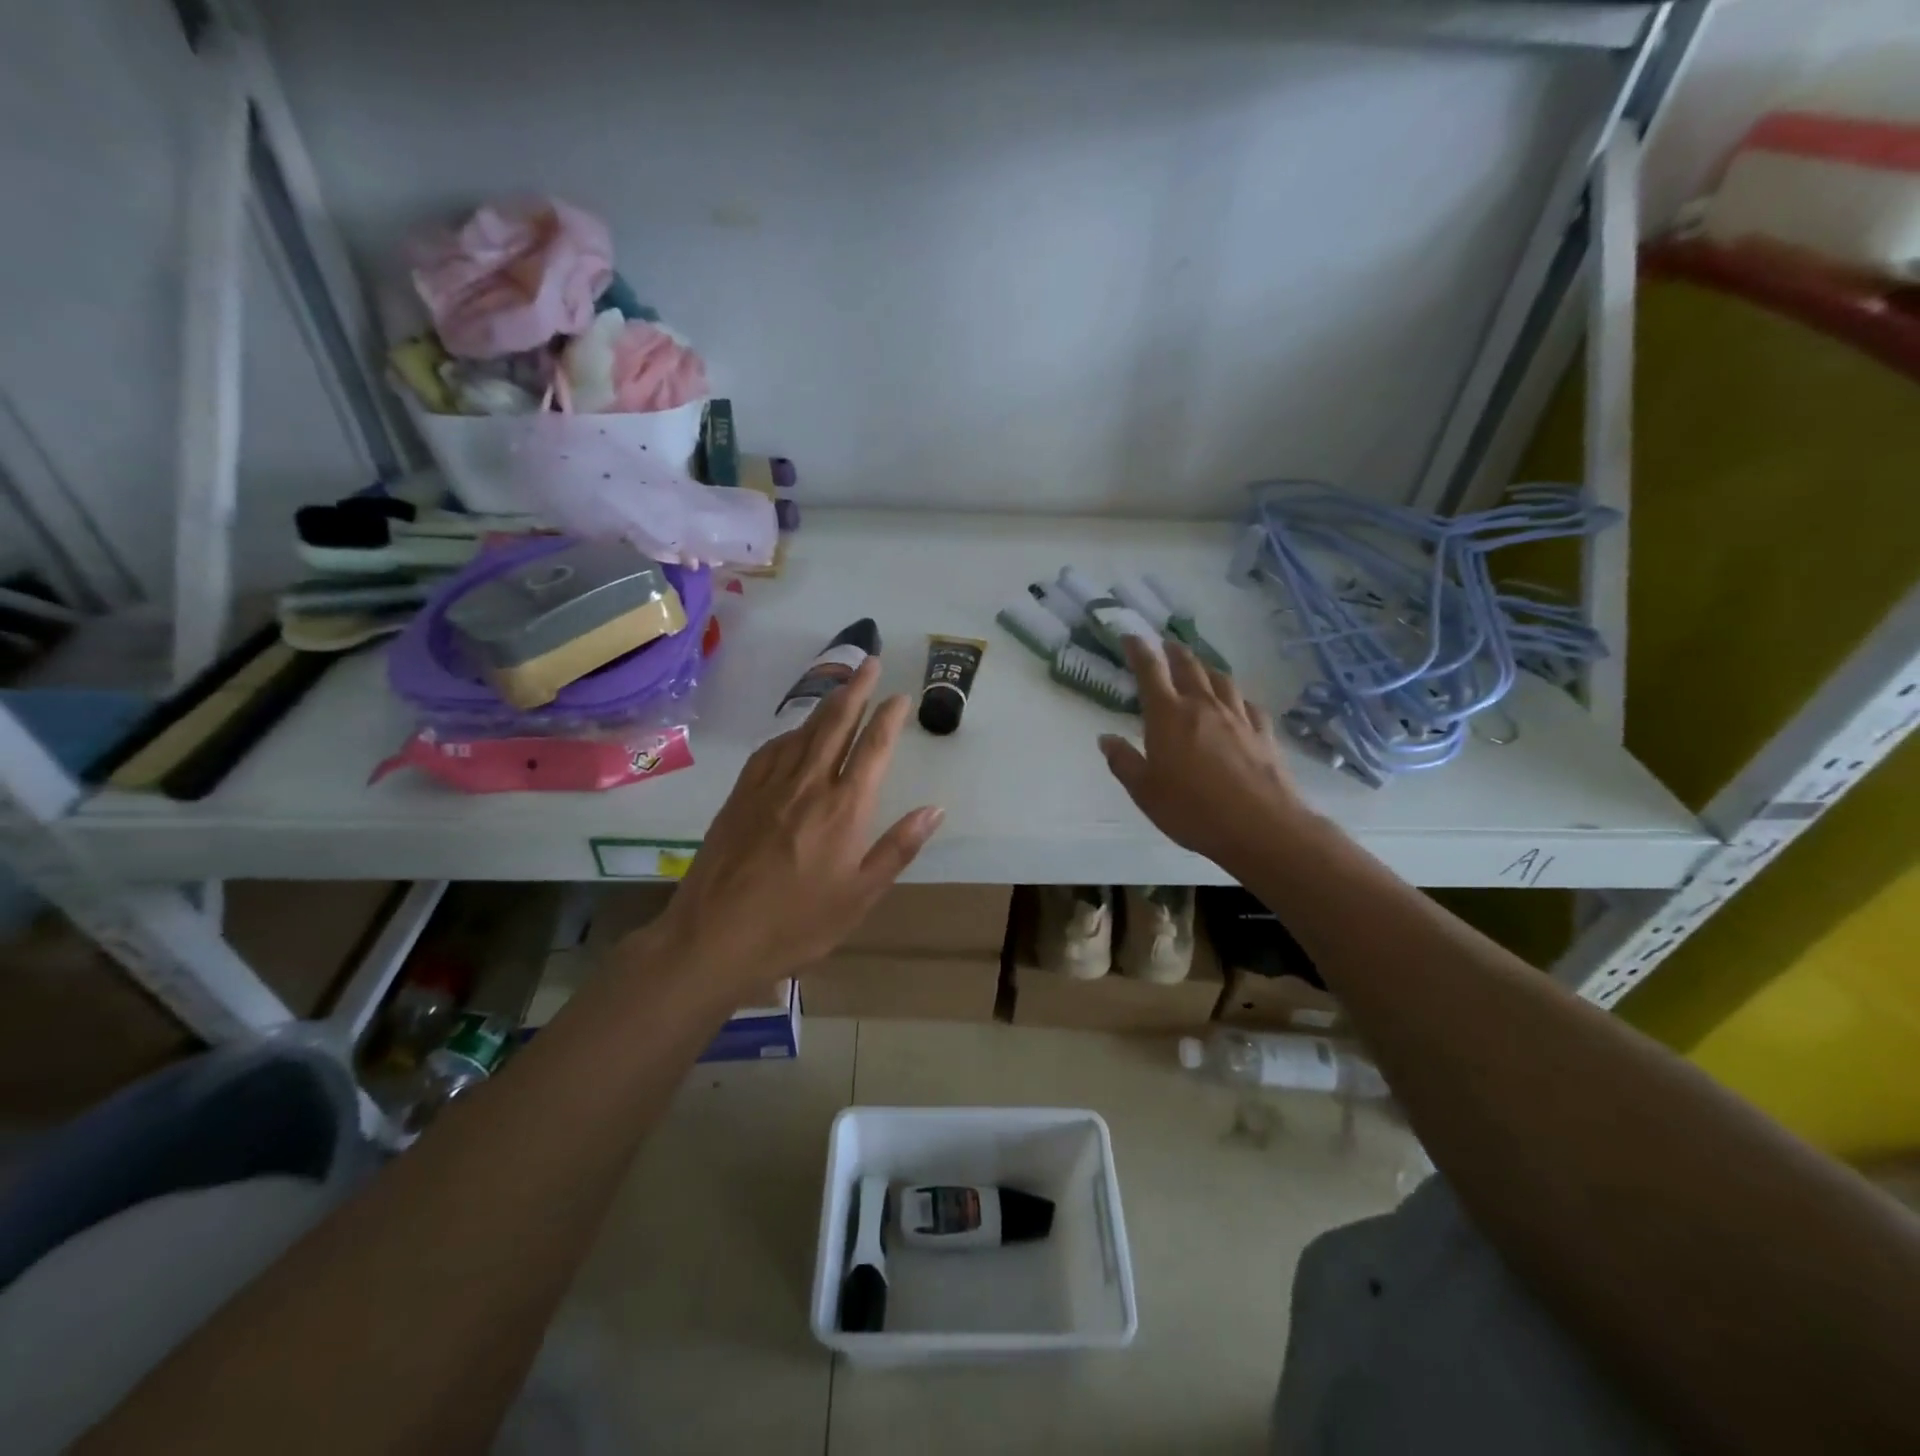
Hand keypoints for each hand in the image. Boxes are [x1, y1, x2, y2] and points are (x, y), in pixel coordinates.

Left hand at [639, 657, 943, 995]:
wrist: (713, 937)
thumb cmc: (797, 924)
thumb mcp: (860, 896)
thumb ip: (898, 848)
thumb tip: (934, 809)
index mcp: (844, 808)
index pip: (873, 748)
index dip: (889, 717)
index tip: (899, 695)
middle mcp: (808, 784)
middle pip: (836, 723)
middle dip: (857, 689)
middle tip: (871, 662)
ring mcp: (769, 786)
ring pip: (803, 731)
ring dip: (826, 704)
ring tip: (842, 687)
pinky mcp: (740, 795)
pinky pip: (771, 750)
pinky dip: (791, 733)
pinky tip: (795, 735)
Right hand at [1099, 638, 1309, 871]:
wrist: (1260, 826)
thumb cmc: (1192, 809)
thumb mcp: (1145, 791)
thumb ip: (1124, 762)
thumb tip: (1106, 738)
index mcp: (1168, 716)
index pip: (1150, 671)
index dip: (1138, 650)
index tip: (1130, 637)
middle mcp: (1203, 706)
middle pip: (1189, 667)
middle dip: (1175, 652)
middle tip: (1167, 645)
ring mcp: (1238, 718)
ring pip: (1222, 680)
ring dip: (1207, 668)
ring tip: (1201, 667)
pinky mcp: (1263, 734)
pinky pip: (1249, 705)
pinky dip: (1238, 698)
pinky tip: (1238, 704)